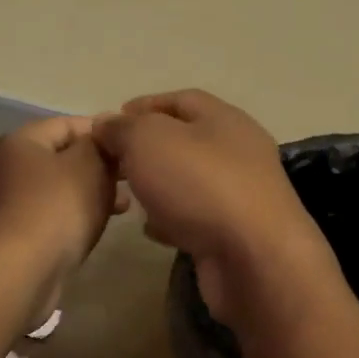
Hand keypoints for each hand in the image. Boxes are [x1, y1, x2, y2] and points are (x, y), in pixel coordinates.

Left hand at [0, 115, 123, 321]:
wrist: (18, 272)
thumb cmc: (56, 209)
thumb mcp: (88, 165)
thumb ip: (100, 145)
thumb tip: (102, 138)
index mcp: (19, 142)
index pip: (67, 124)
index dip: (102, 132)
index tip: (131, 148)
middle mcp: (4, 168)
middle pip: (60, 157)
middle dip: (97, 167)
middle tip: (130, 180)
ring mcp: (3, 205)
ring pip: (56, 190)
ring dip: (88, 194)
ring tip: (121, 207)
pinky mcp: (9, 236)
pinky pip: (47, 217)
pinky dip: (71, 217)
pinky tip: (93, 229)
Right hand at [94, 90, 335, 327]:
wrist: (252, 258)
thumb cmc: (199, 185)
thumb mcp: (149, 141)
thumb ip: (123, 128)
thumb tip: (106, 123)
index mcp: (225, 119)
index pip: (181, 99)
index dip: (144, 106)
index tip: (110, 121)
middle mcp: (238, 153)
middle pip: (187, 141)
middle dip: (148, 149)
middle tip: (114, 161)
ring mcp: (241, 195)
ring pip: (190, 181)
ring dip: (159, 185)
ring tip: (127, 194)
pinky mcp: (235, 234)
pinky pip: (196, 218)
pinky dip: (171, 219)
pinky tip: (151, 229)